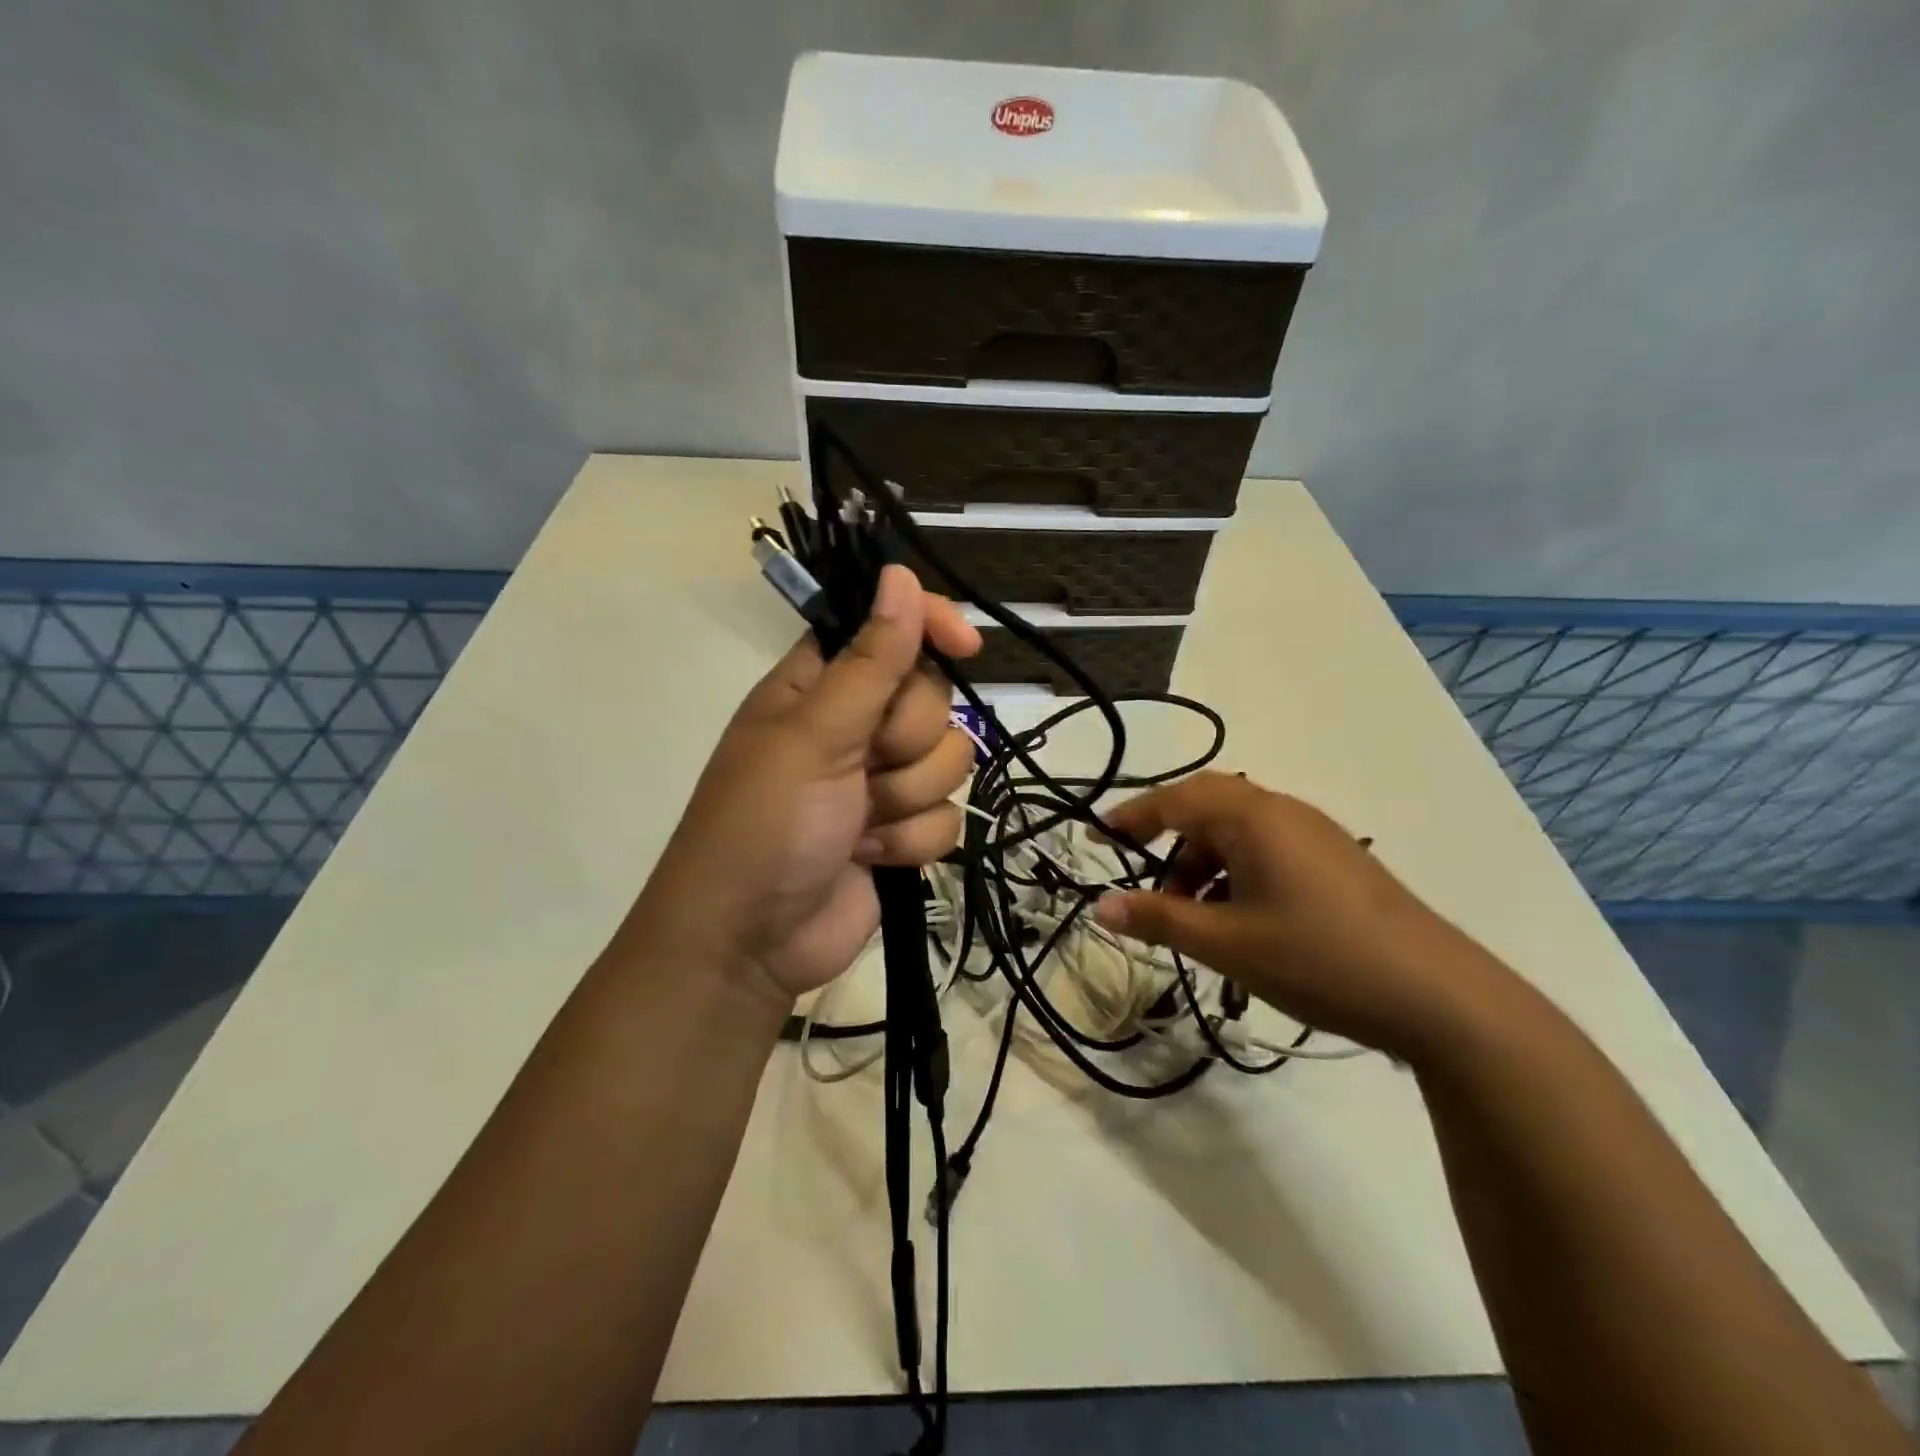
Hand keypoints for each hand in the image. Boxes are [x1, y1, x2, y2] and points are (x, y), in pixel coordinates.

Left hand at [633, 565, 980, 1007]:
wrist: (751, 944)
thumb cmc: (763, 825)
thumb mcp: (813, 736)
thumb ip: (870, 661)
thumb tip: (898, 575)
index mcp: (820, 685)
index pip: (888, 628)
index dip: (929, 626)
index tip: (965, 644)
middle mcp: (855, 725)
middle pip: (933, 699)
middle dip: (906, 740)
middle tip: (862, 767)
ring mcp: (881, 781)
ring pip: (949, 759)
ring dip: (907, 798)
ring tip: (858, 824)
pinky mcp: (902, 832)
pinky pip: (949, 817)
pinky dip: (911, 841)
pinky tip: (871, 857)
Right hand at [1093, 772, 1512, 1059]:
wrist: (1440, 996)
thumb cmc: (1318, 958)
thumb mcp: (1227, 943)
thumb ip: (1159, 920)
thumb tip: (1100, 905)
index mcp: (1253, 817)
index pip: (1176, 799)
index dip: (1132, 817)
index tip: (1098, 838)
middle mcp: (1284, 811)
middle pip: (1208, 808)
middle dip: (1170, 842)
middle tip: (1146, 883)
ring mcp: (1316, 835)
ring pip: (1239, 833)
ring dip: (1205, 866)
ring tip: (1195, 920)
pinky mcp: (1337, 862)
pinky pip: (1268, 851)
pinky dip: (1237, 875)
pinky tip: (1241, 922)